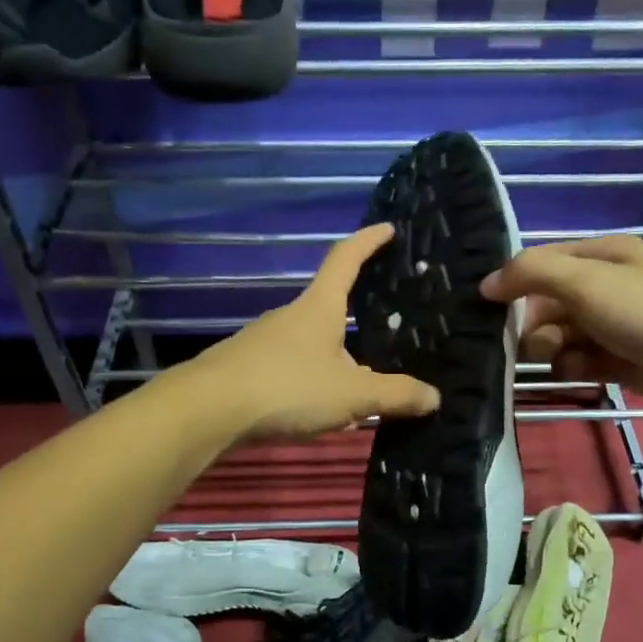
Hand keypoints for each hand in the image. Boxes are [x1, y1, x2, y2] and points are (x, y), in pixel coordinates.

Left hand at [187, 223, 440, 441]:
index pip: (346, 259)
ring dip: (334, 362)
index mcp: (319, 308)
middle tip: (386, 337)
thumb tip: (434, 397)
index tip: (388, 228)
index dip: (368, 241)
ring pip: (311, 346)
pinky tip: (319, 413)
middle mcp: (290, 317)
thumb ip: (395, 396)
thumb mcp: (352, 394)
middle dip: (357, 321)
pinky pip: (290, 370)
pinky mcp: (246, 369)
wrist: (208, 411)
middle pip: (329, 308)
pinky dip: (311, 384)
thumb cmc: (288, 388)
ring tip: (358, 392)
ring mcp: (263, 342)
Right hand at [479, 235, 642, 427]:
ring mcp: (616, 326)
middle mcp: (607, 287)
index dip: (513, 284)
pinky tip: (584, 375)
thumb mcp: (587, 283)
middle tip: (540, 344)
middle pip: (547, 304)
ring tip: (567, 361)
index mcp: (602, 257)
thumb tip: (486, 283)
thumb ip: (533, 275)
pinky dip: (576, 369)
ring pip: (562, 336)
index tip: (488, 311)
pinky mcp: (623, 361)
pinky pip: (582, 362)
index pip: (541, 263)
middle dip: (535, 326)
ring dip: (554, 350)